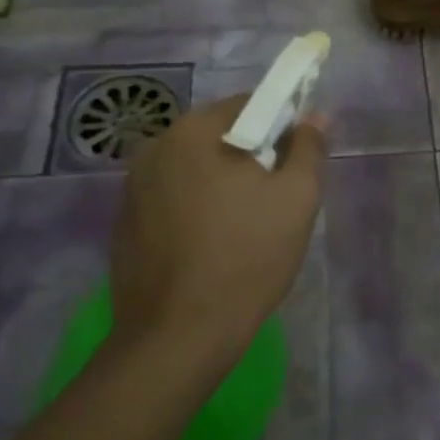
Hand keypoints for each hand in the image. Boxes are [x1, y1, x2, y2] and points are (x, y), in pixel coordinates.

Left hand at [109, 94, 326, 375]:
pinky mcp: (125, 223)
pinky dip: (196, 207)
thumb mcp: (297, 198)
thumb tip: (314, 115)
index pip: (250, 104)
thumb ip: (308, 148)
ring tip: (247, 225)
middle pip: (219, 135)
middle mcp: (155, 148)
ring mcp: (132, 187)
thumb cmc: (247, 257)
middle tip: (278, 197)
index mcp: (195, 132)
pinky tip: (212, 245)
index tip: (299, 160)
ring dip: (223, 182)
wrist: (178, 335)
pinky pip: (173, 198)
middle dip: (252, 156)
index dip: (283, 125)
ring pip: (195, 168)